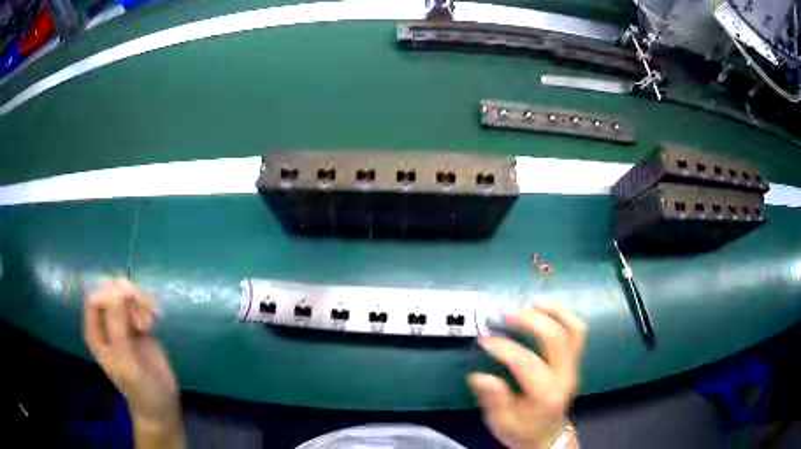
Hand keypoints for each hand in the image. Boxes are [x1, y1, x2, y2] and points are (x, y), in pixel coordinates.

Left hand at [83, 278, 183, 447]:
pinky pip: (140, 305)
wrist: (162, 407)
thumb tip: (118, 289)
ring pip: (126, 296)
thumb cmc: (140, 390)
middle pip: (111, 292)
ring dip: (140, 302)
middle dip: (128, 296)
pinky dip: (148, 308)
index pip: (95, 298)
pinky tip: (155, 321)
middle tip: (144, 309)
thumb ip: (118, 326)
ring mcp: (123, 325)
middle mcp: (106, 325)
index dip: (111, 294)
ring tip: (151, 321)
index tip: (130, 301)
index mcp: (95, 333)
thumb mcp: (127, 362)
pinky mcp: (138, 327)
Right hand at [468, 300, 586, 448]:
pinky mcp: (575, 361)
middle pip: (556, 339)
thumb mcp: (501, 423)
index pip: (527, 363)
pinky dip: (564, 315)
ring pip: (574, 330)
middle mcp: (564, 377)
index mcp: (545, 395)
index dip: (505, 347)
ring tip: (532, 301)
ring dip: (555, 311)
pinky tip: (547, 308)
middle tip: (507, 313)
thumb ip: (493, 400)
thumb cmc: (521, 430)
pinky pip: (577, 331)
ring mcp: (574, 366)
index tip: (484, 339)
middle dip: (531, 320)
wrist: (547, 435)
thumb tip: (479, 376)